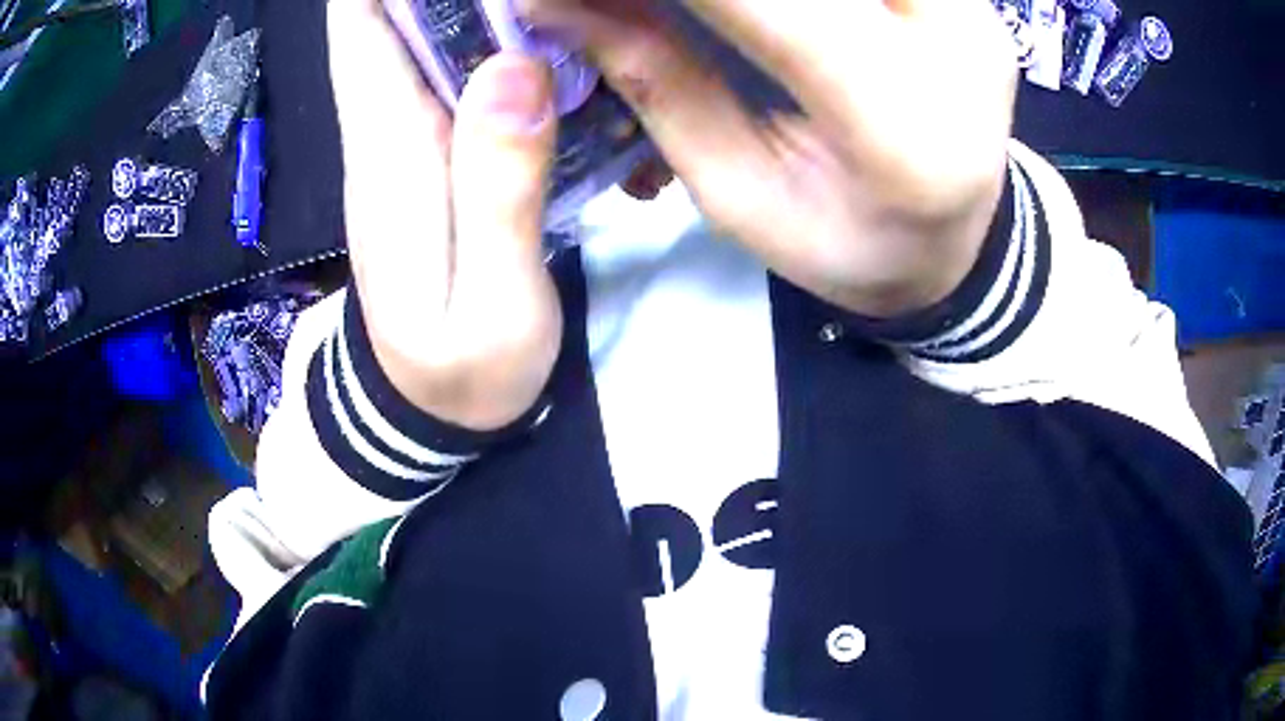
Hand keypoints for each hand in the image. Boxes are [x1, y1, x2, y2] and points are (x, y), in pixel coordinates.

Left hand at [328, 0, 561, 429]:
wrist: (434, 413)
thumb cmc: (460, 373)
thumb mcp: (491, 301)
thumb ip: (498, 188)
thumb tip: (513, 66)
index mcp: (388, 151)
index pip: (362, 28)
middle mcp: (390, 128)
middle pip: (394, 16)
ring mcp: (415, 141)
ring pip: (430, 36)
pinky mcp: (440, 156)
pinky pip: (460, 72)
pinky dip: (493, 35)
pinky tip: (541, 23)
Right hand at [520, 0, 1017, 316]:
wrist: (955, 246)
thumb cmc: (849, 246)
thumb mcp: (740, 194)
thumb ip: (656, 83)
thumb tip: (555, 4)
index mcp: (898, 128)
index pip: (762, 3)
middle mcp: (953, 46)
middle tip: (625, 5)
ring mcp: (968, 9)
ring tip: (687, 11)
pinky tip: (750, 10)